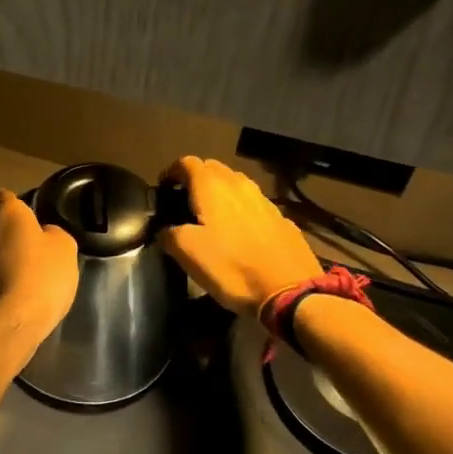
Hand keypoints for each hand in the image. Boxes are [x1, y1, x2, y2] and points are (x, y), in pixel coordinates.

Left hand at [0, 190, 78, 340]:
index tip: (24, 216)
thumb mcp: (65, 248)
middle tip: (23, 245)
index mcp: (5, 212)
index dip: (11, 203)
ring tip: (14, 272)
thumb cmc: (42, 276)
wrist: (10, 322)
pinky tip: (5, 292)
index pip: (1, 195)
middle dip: (1, 229)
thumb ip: (52, 233)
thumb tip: (43, 234)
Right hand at [158, 157, 319, 317]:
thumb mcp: (187, 253)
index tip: (163, 189)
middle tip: (184, 201)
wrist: (289, 290)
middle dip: (196, 178)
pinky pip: (253, 203)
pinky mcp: (281, 218)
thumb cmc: (231, 267)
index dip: (171, 172)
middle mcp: (239, 184)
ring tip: (211, 214)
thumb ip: (169, 234)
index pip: (186, 163)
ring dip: (220, 191)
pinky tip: (239, 231)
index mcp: (212, 187)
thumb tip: (166, 229)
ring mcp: (264, 199)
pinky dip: (240, 208)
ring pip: (235, 183)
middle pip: (212, 168)